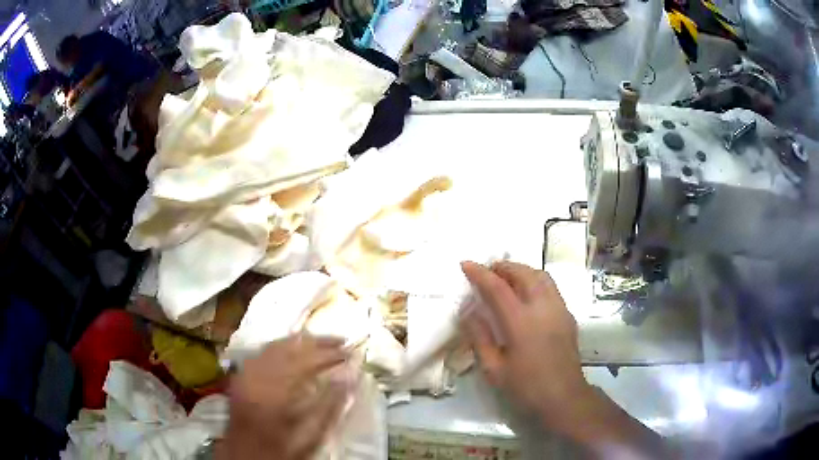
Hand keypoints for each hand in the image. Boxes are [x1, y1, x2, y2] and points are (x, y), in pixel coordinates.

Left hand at [216, 334, 349, 459]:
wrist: (245, 454)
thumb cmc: (282, 448)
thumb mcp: (310, 434)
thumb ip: (330, 405)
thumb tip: (349, 377)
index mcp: (277, 390)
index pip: (307, 361)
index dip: (330, 354)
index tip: (351, 352)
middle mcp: (259, 375)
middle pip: (290, 347)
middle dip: (318, 342)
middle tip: (341, 341)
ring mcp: (247, 372)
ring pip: (275, 345)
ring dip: (300, 341)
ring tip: (321, 341)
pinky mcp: (241, 375)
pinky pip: (262, 351)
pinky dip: (281, 346)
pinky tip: (291, 349)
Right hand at [460, 261, 590, 432]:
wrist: (563, 398)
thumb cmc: (525, 387)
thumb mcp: (493, 369)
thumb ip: (479, 337)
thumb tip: (468, 311)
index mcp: (521, 322)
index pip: (497, 288)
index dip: (480, 273)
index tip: (466, 264)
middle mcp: (543, 308)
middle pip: (524, 274)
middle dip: (503, 267)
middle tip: (487, 269)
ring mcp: (559, 309)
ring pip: (541, 276)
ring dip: (522, 271)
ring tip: (507, 277)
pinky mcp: (568, 316)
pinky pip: (551, 288)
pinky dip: (535, 281)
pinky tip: (527, 295)